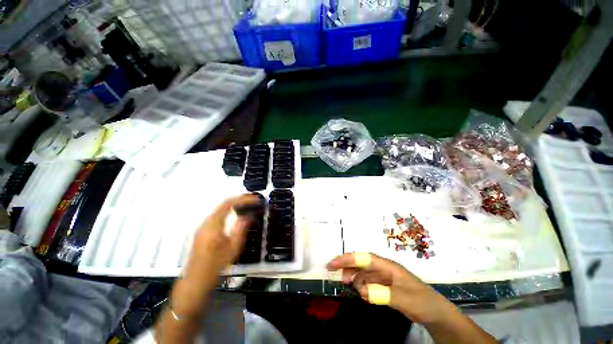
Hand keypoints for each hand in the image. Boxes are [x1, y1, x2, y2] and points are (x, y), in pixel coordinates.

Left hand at [171, 194, 257, 316]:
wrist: (196, 280)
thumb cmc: (216, 265)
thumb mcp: (233, 248)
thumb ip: (241, 229)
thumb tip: (248, 215)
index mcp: (213, 225)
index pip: (229, 204)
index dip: (243, 199)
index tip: (255, 199)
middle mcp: (206, 222)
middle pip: (223, 204)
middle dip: (239, 199)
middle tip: (253, 200)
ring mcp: (203, 226)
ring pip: (220, 209)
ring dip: (234, 204)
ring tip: (247, 205)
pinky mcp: (203, 231)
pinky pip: (217, 215)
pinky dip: (228, 211)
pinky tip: (235, 214)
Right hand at [327, 253, 454, 323]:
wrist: (435, 312)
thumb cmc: (421, 301)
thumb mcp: (403, 298)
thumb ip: (382, 294)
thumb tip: (362, 290)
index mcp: (387, 266)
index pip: (364, 258)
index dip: (348, 259)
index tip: (334, 263)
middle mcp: (383, 268)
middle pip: (361, 262)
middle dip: (346, 265)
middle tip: (332, 271)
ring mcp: (384, 277)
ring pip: (363, 272)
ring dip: (352, 276)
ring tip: (345, 283)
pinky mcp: (385, 286)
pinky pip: (368, 282)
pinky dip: (361, 285)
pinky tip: (360, 292)